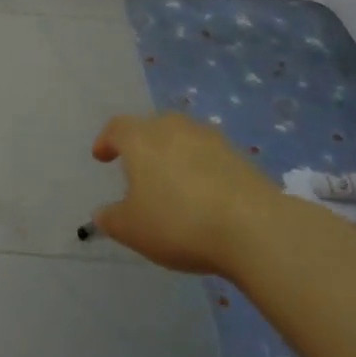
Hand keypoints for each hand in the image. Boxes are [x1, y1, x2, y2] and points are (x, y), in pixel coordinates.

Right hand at [92, 113, 280, 274]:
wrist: (254, 227)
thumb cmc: (179, 222)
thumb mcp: (133, 229)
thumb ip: (111, 219)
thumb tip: (102, 214)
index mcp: (140, 138)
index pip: (116, 128)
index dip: (106, 141)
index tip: (101, 157)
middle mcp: (172, 127)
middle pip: (150, 127)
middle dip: (141, 145)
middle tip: (137, 171)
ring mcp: (209, 138)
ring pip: (182, 139)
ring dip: (173, 155)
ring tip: (173, 183)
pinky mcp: (239, 155)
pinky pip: (209, 156)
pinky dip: (200, 168)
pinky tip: (204, 195)